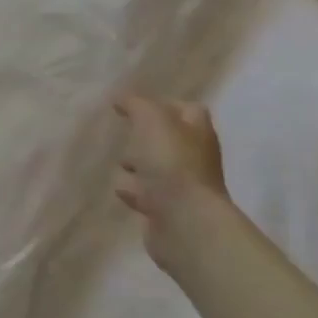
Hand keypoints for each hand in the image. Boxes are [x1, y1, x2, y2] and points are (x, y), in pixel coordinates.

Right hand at [113, 94, 229, 266]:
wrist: (183, 220)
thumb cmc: (171, 163)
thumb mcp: (152, 120)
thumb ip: (136, 105)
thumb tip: (121, 98)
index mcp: (197, 132)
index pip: (187, 109)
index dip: (163, 104)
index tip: (134, 107)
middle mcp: (194, 156)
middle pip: (169, 140)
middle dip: (146, 137)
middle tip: (124, 135)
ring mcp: (182, 185)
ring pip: (157, 168)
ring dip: (138, 165)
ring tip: (120, 163)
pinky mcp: (167, 209)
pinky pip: (146, 194)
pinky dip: (133, 190)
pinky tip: (120, 188)